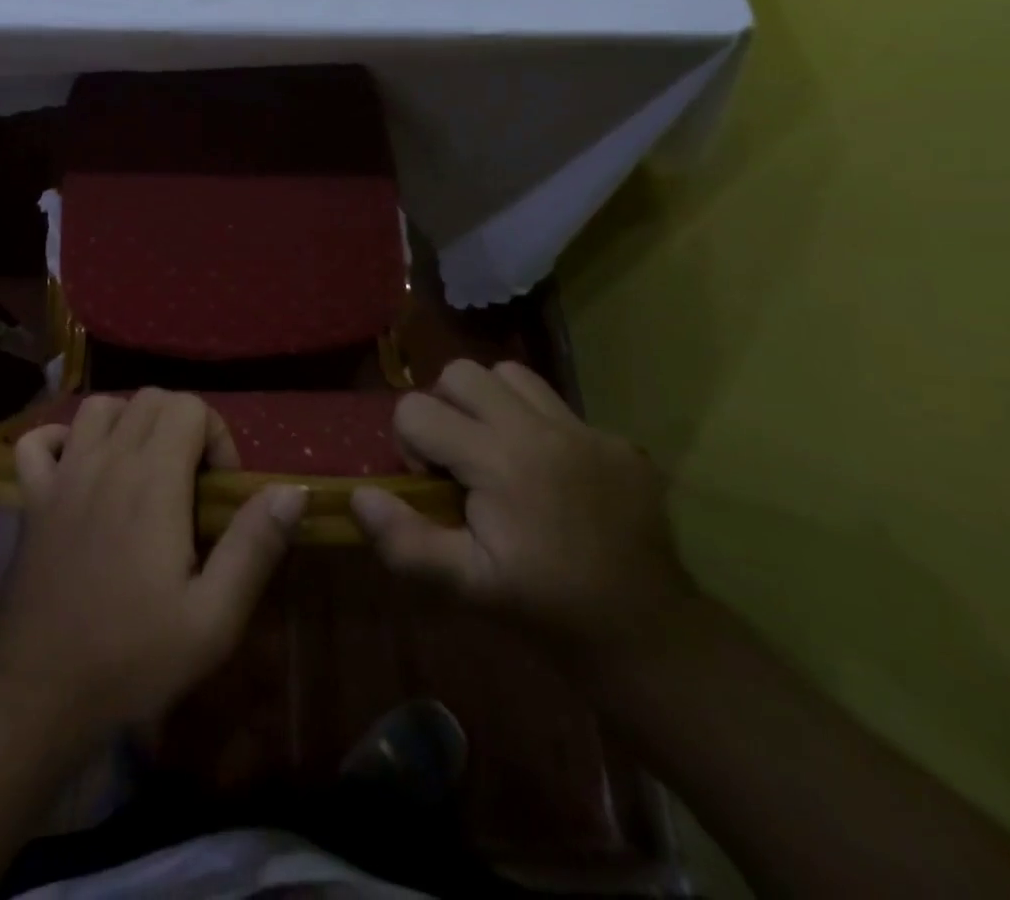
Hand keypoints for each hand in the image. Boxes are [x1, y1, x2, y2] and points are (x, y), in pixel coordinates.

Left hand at [0, 388, 306, 732]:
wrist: (40, 689)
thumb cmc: (133, 657)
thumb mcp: (214, 618)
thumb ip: (254, 546)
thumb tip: (292, 489)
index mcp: (153, 480)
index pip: (189, 406)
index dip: (216, 437)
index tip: (219, 490)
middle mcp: (106, 460)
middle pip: (149, 398)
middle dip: (181, 425)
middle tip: (190, 482)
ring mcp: (63, 474)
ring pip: (98, 407)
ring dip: (127, 423)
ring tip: (143, 469)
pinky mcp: (32, 497)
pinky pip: (38, 441)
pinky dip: (61, 440)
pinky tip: (78, 468)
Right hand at [351, 360, 693, 654]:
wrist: (649, 637)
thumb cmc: (546, 610)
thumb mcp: (466, 587)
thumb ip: (404, 541)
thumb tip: (360, 496)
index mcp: (499, 461)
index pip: (416, 409)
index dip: (409, 443)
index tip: (434, 485)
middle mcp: (540, 430)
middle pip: (461, 373)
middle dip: (444, 407)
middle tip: (459, 458)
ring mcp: (585, 431)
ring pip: (511, 375)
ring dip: (489, 403)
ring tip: (497, 451)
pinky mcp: (618, 442)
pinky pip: (559, 405)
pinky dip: (537, 424)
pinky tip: (549, 474)